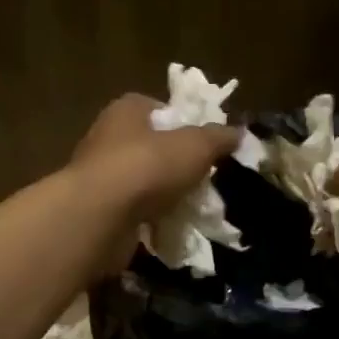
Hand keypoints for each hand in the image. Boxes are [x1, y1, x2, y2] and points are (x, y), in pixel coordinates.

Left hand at [69, 92, 239, 268]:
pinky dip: (152, 221)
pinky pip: (134, 213)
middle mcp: (108, 138)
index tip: (206, 144)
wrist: (100, 217)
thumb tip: (239, 133)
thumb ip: (218, 138)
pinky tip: (172, 230)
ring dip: (165, 196)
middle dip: (178, 165)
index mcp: (126, 111)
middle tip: (205, 180)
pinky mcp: (99, 212)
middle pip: (152, 148)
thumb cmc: (147, 167)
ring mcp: (101, 177)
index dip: (184, 123)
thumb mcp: (195, 146)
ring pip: (144, 183)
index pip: (158, 108)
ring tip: (193, 209)